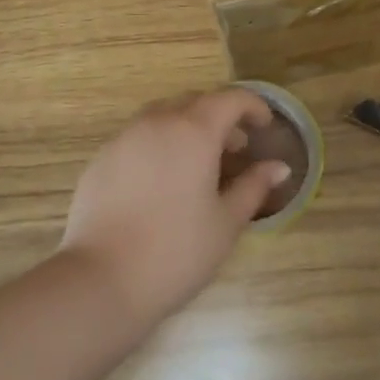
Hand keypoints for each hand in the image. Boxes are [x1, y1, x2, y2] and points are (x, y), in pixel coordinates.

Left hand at [59, 90, 290, 324]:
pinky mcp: (101, 159)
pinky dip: (158, 144)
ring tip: (198, 163)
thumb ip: (254, 187)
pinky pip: (137, 137)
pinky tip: (161, 182)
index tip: (265, 126)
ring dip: (186, 127)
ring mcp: (124, 138)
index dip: (253, 106)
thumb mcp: (226, 222)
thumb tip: (279, 167)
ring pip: (162, 115)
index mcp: (194, 131)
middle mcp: (157, 122)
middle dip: (220, 117)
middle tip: (235, 148)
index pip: (230, 99)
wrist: (100, 280)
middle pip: (195, 102)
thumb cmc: (176, 251)